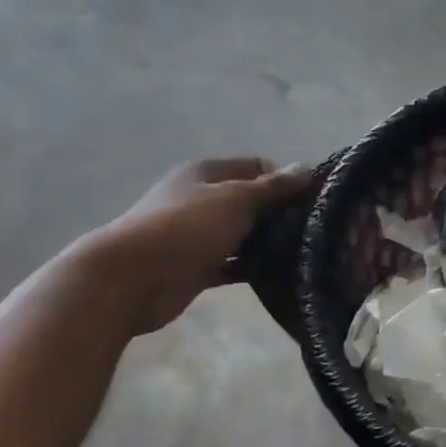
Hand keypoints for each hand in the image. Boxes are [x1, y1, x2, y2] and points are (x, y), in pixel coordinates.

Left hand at [77, 159, 311, 334]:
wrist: (129, 278)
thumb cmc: (185, 228)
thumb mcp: (236, 199)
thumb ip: (273, 187)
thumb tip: (307, 167)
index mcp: (207, 174)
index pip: (256, 167)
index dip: (285, 180)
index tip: (313, 201)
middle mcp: (201, 200)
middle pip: (251, 201)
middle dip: (281, 214)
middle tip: (315, 231)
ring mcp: (197, 235)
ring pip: (244, 234)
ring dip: (269, 243)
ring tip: (306, 254)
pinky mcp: (197, 267)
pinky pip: (234, 264)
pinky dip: (254, 268)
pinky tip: (282, 276)